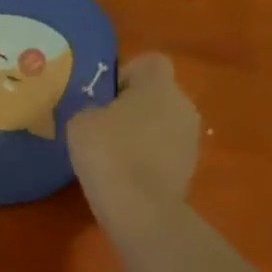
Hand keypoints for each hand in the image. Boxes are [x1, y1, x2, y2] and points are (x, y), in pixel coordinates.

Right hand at [67, 54, 200, 237]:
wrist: (140, 209)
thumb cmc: (108, 153)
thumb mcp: (79, 121)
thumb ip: (90, 108)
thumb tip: (99, 113)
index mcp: (159, 85)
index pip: (149, 62)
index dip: (125, 73)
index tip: (104, 96)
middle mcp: (183, 105)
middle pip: (157, 94)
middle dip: (133, 106)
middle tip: (102, 125)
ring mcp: (191, 138)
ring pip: (163, 123)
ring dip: (142, 132)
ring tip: (113, 154)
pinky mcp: (190, 168)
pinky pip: (165, 151)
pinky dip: (148, 157)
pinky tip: (126, 175)